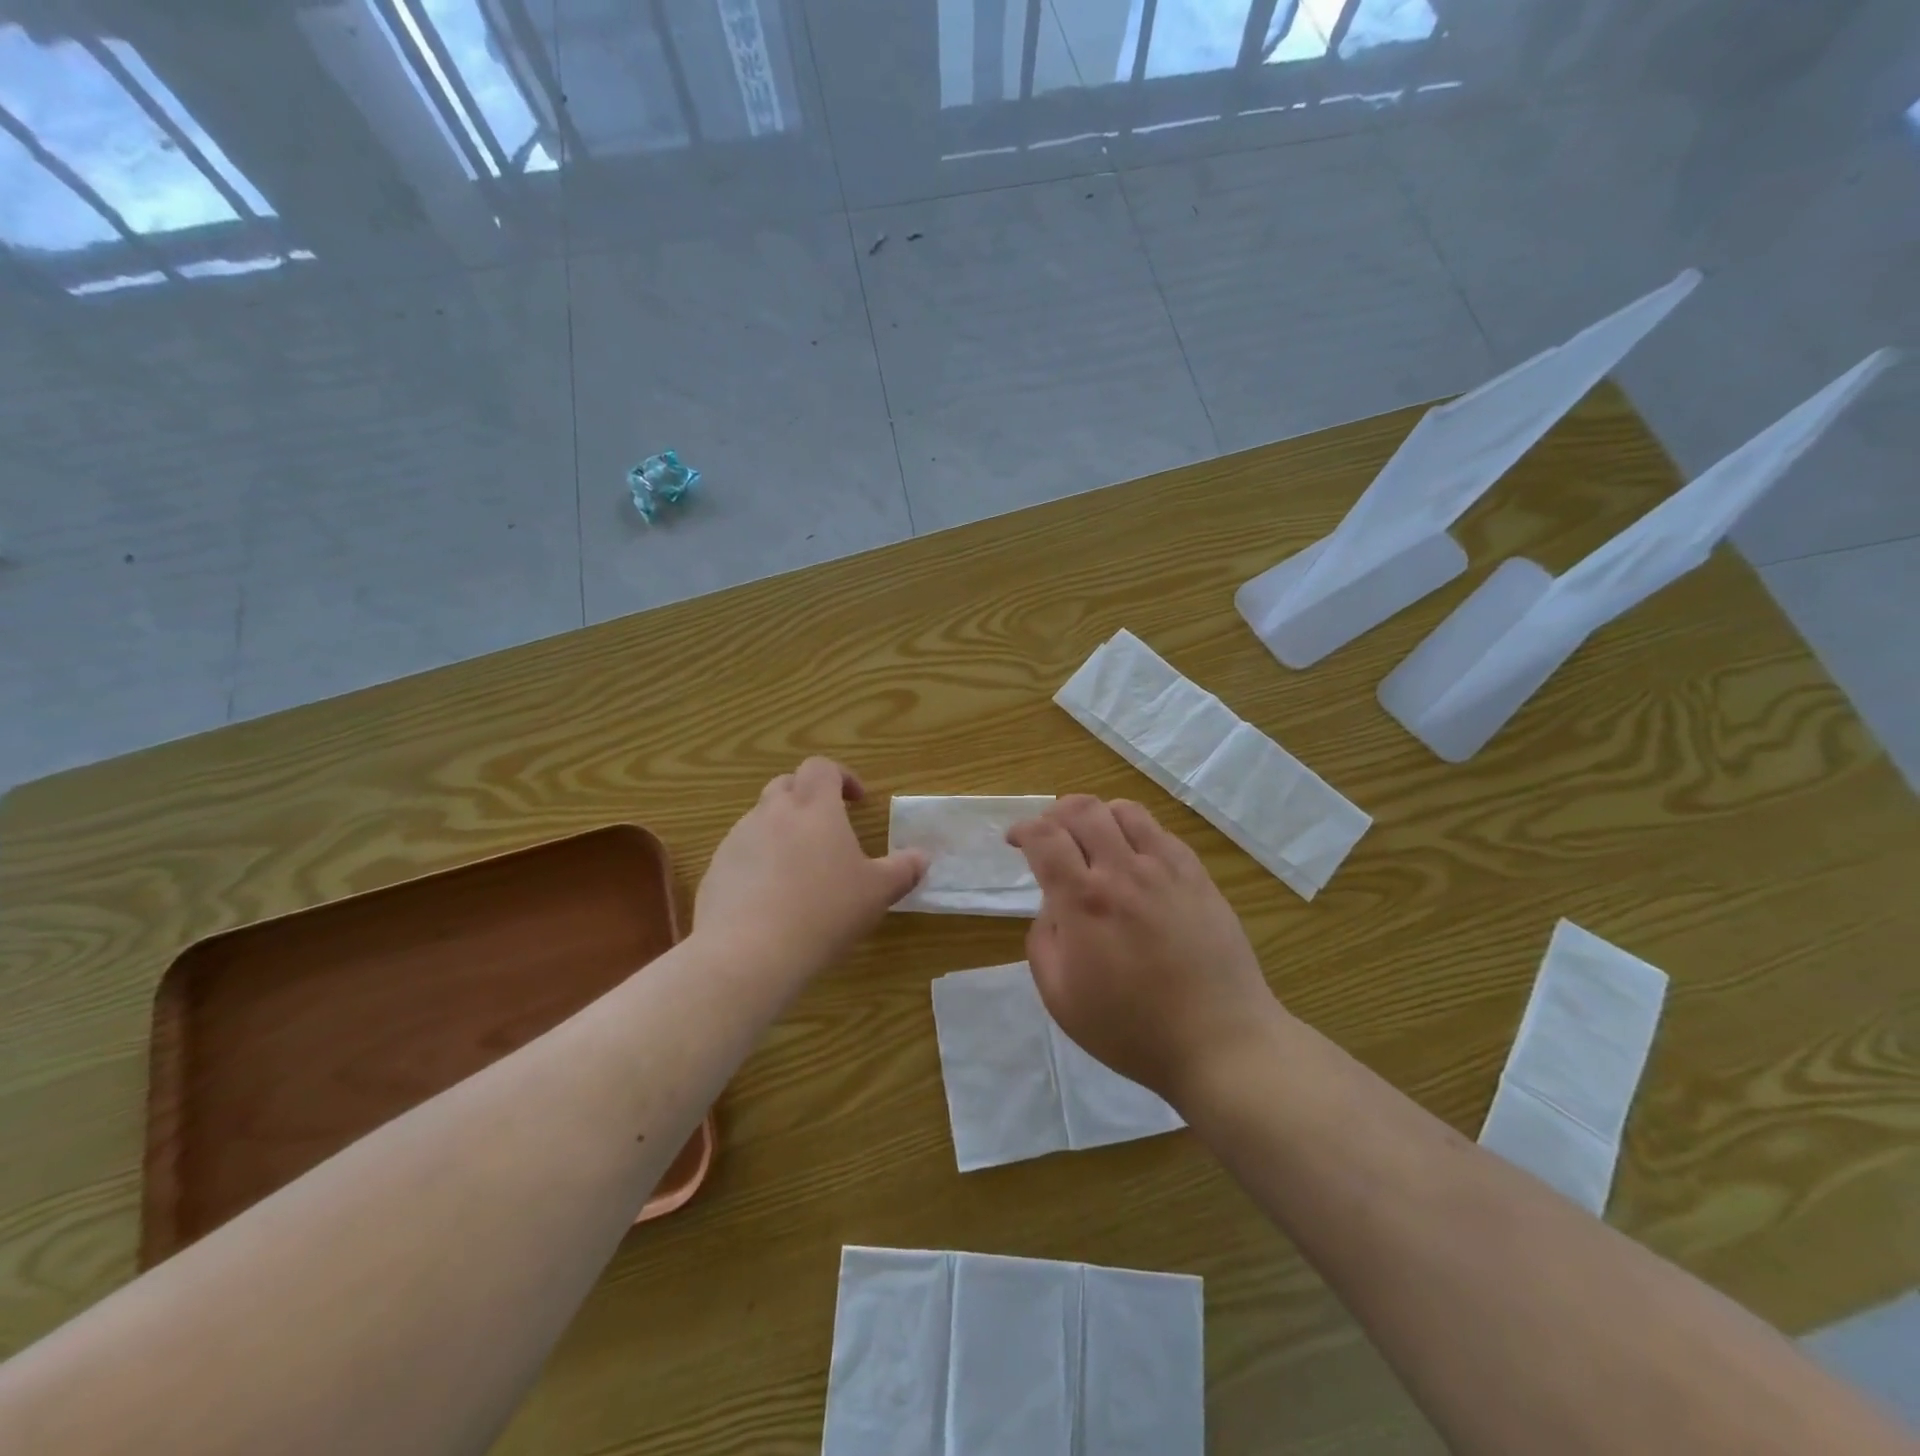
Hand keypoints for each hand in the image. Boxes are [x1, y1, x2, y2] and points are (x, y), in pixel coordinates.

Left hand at [695, 758, 926, 984]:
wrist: (749, 953)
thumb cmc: (824, 912)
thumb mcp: (876, 893)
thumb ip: (903, 870)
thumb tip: (922, 857)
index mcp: (814, 808)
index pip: (821, 767)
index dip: (841, 776)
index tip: (856, 800)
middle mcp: (771, 813)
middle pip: (786, 785)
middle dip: (807, 798)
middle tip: (827, 829)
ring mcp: (737, 840)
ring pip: (760, 819)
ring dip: (781, 830)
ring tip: (799, 869)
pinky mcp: (715, 870)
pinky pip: (740, 854)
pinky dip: (757, 862)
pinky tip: (770, 899)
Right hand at [1008, 795, 1281, 1103]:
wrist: (1219, 1041)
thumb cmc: (1132, 1030)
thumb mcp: (1061, 998)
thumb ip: (1042, 942)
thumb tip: (1051, 907)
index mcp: (1084, 901)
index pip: (1045, 837)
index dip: (1023, 829)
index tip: (1015, 840)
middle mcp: (1123, 871)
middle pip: (1082, 809)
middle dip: (1055, 812)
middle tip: (1050, 834)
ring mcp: (1166, 869)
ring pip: (1124, 810)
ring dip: (1098, 815)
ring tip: (1093, 838)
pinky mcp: (1197, 876)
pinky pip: (1161, 832)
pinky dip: (1136, 831)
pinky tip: (1135, 858)